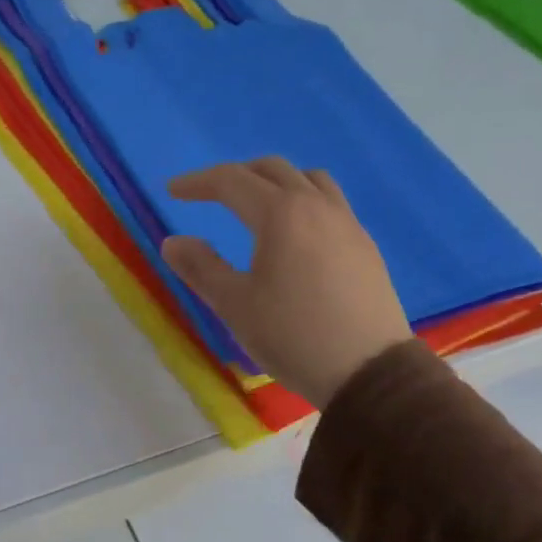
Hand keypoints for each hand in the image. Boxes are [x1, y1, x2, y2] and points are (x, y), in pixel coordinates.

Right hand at [161, 158, 409, 409]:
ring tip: (256, 205)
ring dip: (275, 182)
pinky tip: (295, 234)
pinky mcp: (365, 246)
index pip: (232, 181)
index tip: (172, 191)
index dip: (198, 182)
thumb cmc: (293, 335)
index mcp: (281, 214)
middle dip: (235, 175)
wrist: (369, 372)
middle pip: (272, 170)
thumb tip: (172, 242)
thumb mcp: (234, 305)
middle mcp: (317, 206)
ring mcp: (347, 224)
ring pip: (308, 180)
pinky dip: (303, 201)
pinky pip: (330, 203)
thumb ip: (200, 267)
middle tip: (209, 195)